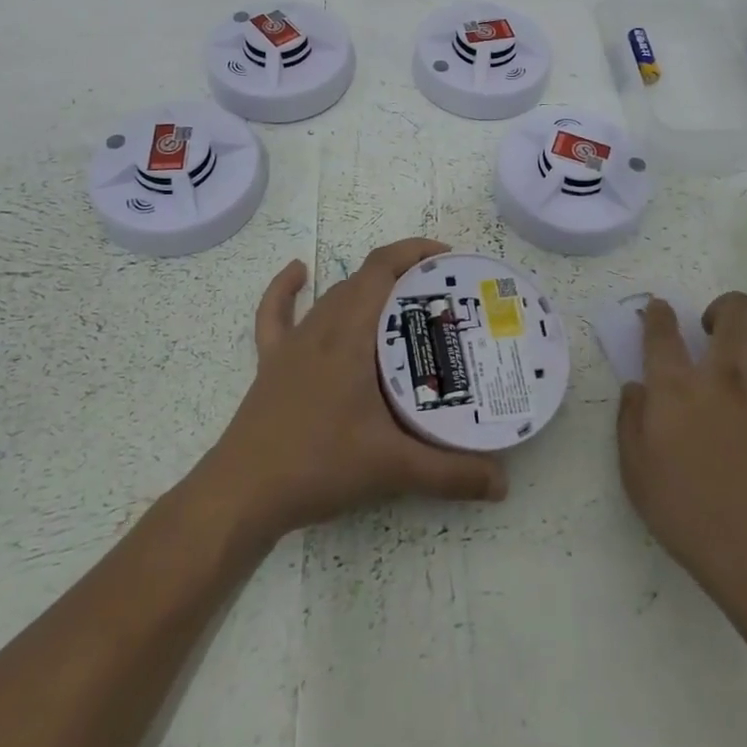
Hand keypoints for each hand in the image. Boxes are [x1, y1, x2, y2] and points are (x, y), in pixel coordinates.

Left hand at [196, 239, 509, 543]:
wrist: (242, 494)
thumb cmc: (318, 465)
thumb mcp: (393, 468)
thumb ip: (451, 473)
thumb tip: (503, 483)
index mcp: (350, 334)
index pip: (381, 269)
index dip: (414, 251)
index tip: (448, 259)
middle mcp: (321, 327)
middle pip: (363, 280)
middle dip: (402, 276)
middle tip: (440, 299)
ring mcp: (291, 344)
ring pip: (332, 297)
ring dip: (365, 289)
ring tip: (400, 304)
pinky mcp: (271, 363)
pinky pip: (276, 314)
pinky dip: (287, 289)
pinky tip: (298, 273)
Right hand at [617, 293, 746, 628]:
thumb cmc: (692, 519)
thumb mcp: (637, 475)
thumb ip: (630, 421)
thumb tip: (637, 387)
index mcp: (677, 388)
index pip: (663, 329)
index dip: (659, 313)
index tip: (659, 313)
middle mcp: (725, 377)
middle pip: (736, 310)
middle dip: (723, 309)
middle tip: (713, 334)